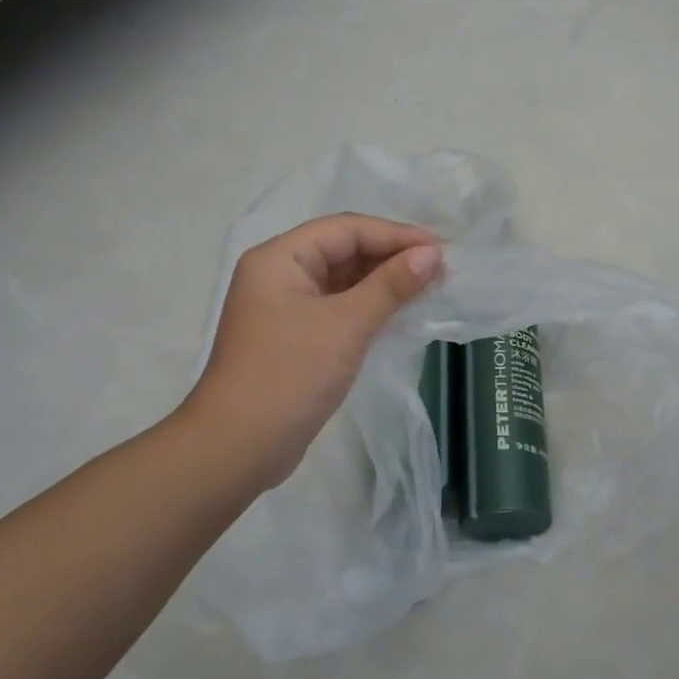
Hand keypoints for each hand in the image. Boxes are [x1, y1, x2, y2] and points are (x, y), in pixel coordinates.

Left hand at [182, 214, 442, 491]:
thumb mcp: (346, 325)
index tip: (440, 249)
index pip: (346, 229)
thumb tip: (431, 255)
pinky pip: (338, 308)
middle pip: (343, 251)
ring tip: (429, 287)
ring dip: (384, 282)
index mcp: (280, 259)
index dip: (395, 235)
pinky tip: (401, 313)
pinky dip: (369, 307)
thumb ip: (391, 285)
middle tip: (440, 269)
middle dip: (391, 257)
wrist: (238, 448)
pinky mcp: (295, 338)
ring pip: (343, 281)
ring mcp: (285, 308)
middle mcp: (279, 275)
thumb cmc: (290, 375)